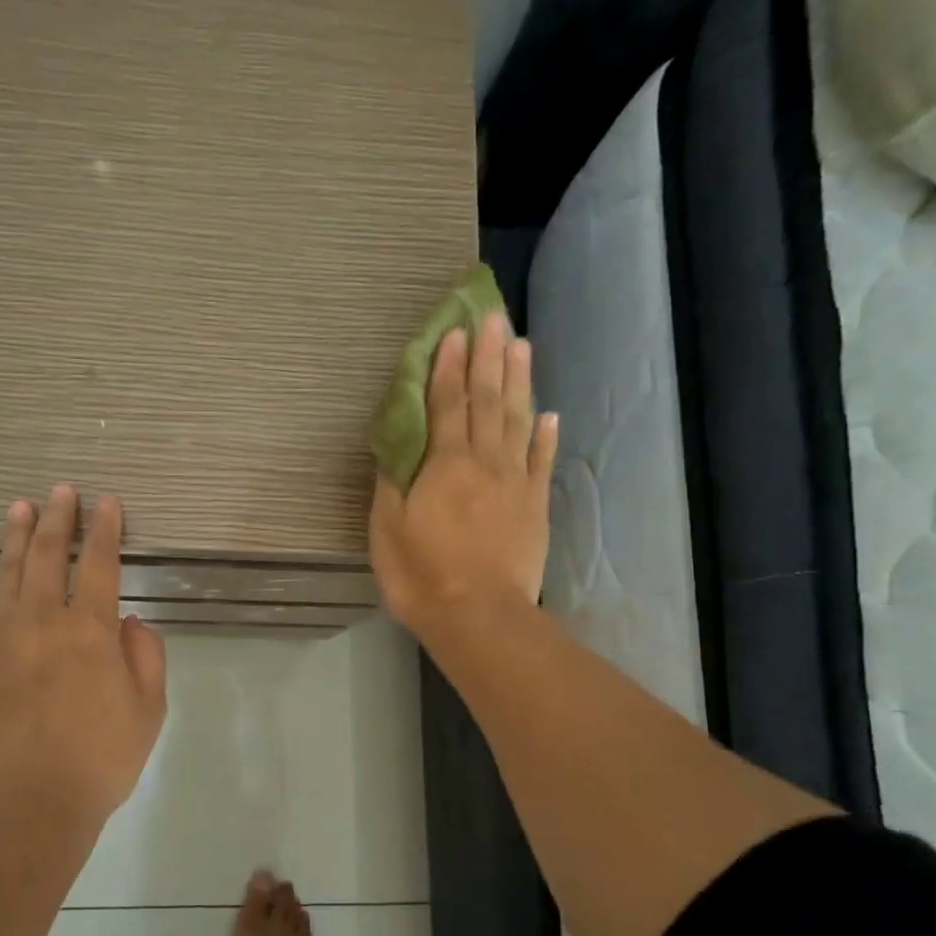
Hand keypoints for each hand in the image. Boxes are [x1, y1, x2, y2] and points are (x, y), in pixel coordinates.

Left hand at [0, 486, 167, 822]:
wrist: (24, 805)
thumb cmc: (98, 760)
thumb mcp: (149, 711)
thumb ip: (145, 657)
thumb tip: (128, 622)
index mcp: (91, 631)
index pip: (99, 564)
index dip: (104, 530)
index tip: (107, 502)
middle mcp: (43, 622)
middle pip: (47, 556)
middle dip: (57, 519)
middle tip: (61, 491)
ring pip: (5, 574)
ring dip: (13, 537)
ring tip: (19, 507)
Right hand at [369, 312, 557, 643]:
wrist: (479, 616)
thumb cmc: (421, 574)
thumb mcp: (387, 528)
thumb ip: (392, 481)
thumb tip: (396, 446)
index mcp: (445, 464)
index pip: (447, 403)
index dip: (450, 366)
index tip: (456, 332)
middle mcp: (484, 462)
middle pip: (488, 401)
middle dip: (490, 357)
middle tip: (495, 318)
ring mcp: (515, 483)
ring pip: (518, 422)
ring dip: (520, 382)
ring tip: (522, 346)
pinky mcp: (534, 507)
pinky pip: (541, 462)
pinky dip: (544, 436)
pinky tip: (549, 415)